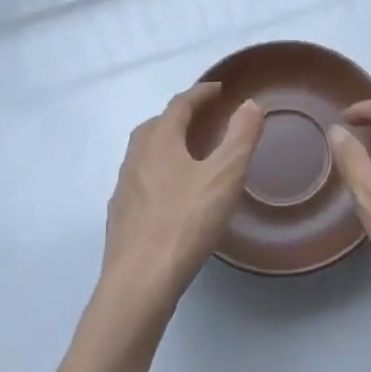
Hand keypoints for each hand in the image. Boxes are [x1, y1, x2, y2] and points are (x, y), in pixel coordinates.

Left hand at [100, 83, 263, 317]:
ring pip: (143, 153)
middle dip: (179, 117)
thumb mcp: (224, 176)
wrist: (139, 282)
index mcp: (160, 141)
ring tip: (187, 155)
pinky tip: (168, 196)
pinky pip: (139, 180)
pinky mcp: (120, 217)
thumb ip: (241, 137)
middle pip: (156, 125)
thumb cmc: (185, 222)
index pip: (179, 105)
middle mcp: (136, 157)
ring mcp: (123, 188)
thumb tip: (250, 104)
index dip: (200, 93)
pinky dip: (156, 174)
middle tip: (202, 119)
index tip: (218, 89)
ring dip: (164, 145)